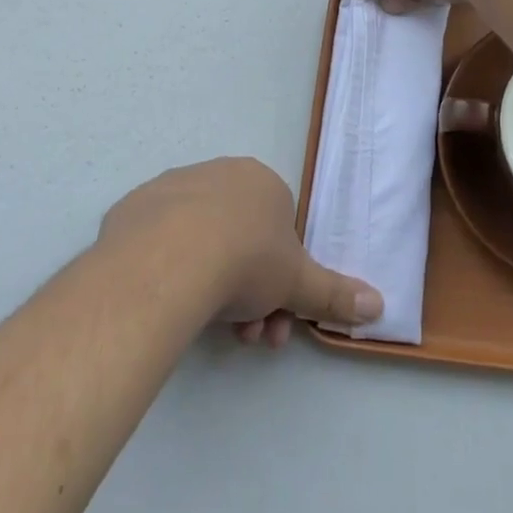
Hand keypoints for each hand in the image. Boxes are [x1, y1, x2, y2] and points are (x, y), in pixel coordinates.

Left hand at [98, 157, 382, 347]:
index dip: (282, 281)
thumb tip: (379, 304)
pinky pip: (159, 244)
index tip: (275, 319)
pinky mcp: (133, 209)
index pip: (279, 232)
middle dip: (250, 295)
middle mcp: (219, 174)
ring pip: (201, 244)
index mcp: (261, 182)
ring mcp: (172, 188)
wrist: (167, 260)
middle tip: (247, 337)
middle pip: (241, 242)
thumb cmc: (245, 260)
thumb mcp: (297, 283)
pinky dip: (170, 272)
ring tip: (210, 333)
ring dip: (213, 290)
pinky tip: (170, 302)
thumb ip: (335, 293)